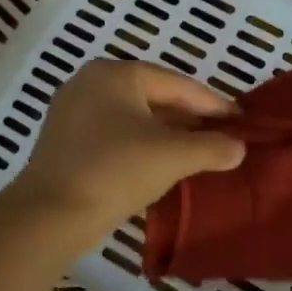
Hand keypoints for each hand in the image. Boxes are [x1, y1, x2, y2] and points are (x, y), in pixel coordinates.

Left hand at [8, 61, 244, 235]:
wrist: (49, 216)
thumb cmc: (115, 171)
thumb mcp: (172, 157)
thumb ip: (212, 147)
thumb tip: (239, 148)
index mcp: (116, 74)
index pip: (177, 84)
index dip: (213, 103)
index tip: (241, 119)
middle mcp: (91, 83)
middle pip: (155, 97)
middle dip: (190, 118)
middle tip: (223, 135)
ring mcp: (73, 111)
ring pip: (135, 118)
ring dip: (167, 134)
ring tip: (198, 151)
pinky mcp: (65, 141)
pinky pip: (116, 135)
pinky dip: (142, 145)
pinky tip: (162, 163)